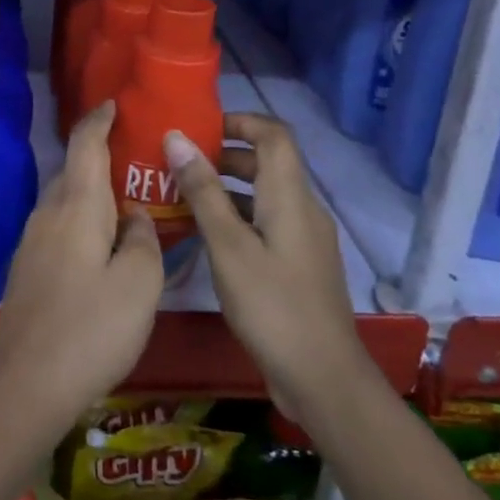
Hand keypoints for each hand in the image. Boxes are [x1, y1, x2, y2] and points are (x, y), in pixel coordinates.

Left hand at [0, 102, 163, 437]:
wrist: (27, 384)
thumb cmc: (91, 328)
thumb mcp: (139, 284)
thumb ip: (144, 240)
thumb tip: (137, 218)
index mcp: (76, 206)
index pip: (85, 144)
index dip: (99, 119)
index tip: (114, 104)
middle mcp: (48, 213)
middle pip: (75, 171)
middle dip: (102, 159)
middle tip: (139, 163)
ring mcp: (32, 241)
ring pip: (66, 202)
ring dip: (93, 194)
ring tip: (127, 205)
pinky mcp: (27, 268)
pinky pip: (59, 227)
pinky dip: (82, 221)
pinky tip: (102, 247)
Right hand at [164, 114, 365, 415]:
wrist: (322, 379)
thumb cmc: (272, 306)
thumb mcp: (228, 246)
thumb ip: (203, 191)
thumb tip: (177, 138)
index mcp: (290, 197)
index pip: (273, 134)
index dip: (239, 120)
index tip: (198, 127)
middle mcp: (303, 210)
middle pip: (267, 163)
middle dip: (223, 155)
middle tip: (178, 164)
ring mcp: (304, 239)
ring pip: (264, 196)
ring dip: (226, 188)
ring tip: (181, 197)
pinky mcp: (299, 265)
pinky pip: (266, 223)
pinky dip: (236, 217)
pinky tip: (206, 238)